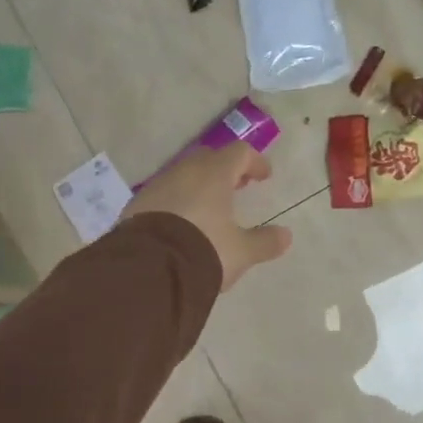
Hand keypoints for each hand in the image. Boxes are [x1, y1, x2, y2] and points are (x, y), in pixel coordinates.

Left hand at [123, 142, 291, 289]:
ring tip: (209, 208)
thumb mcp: (240, 252)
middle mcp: (184, 172)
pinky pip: (163, 194)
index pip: (239, 153)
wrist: (148, 270)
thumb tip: (286, 236)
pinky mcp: (137, 204)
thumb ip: (264, 242)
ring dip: (199, 185)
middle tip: (237, 187)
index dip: (254, 162)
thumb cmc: (203, 251)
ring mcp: (157, 186)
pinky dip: (177, 200)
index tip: (264, 176)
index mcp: (214, 175)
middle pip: (209, 159)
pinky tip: (180, 223)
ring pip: (183, 175)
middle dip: (225, 170)